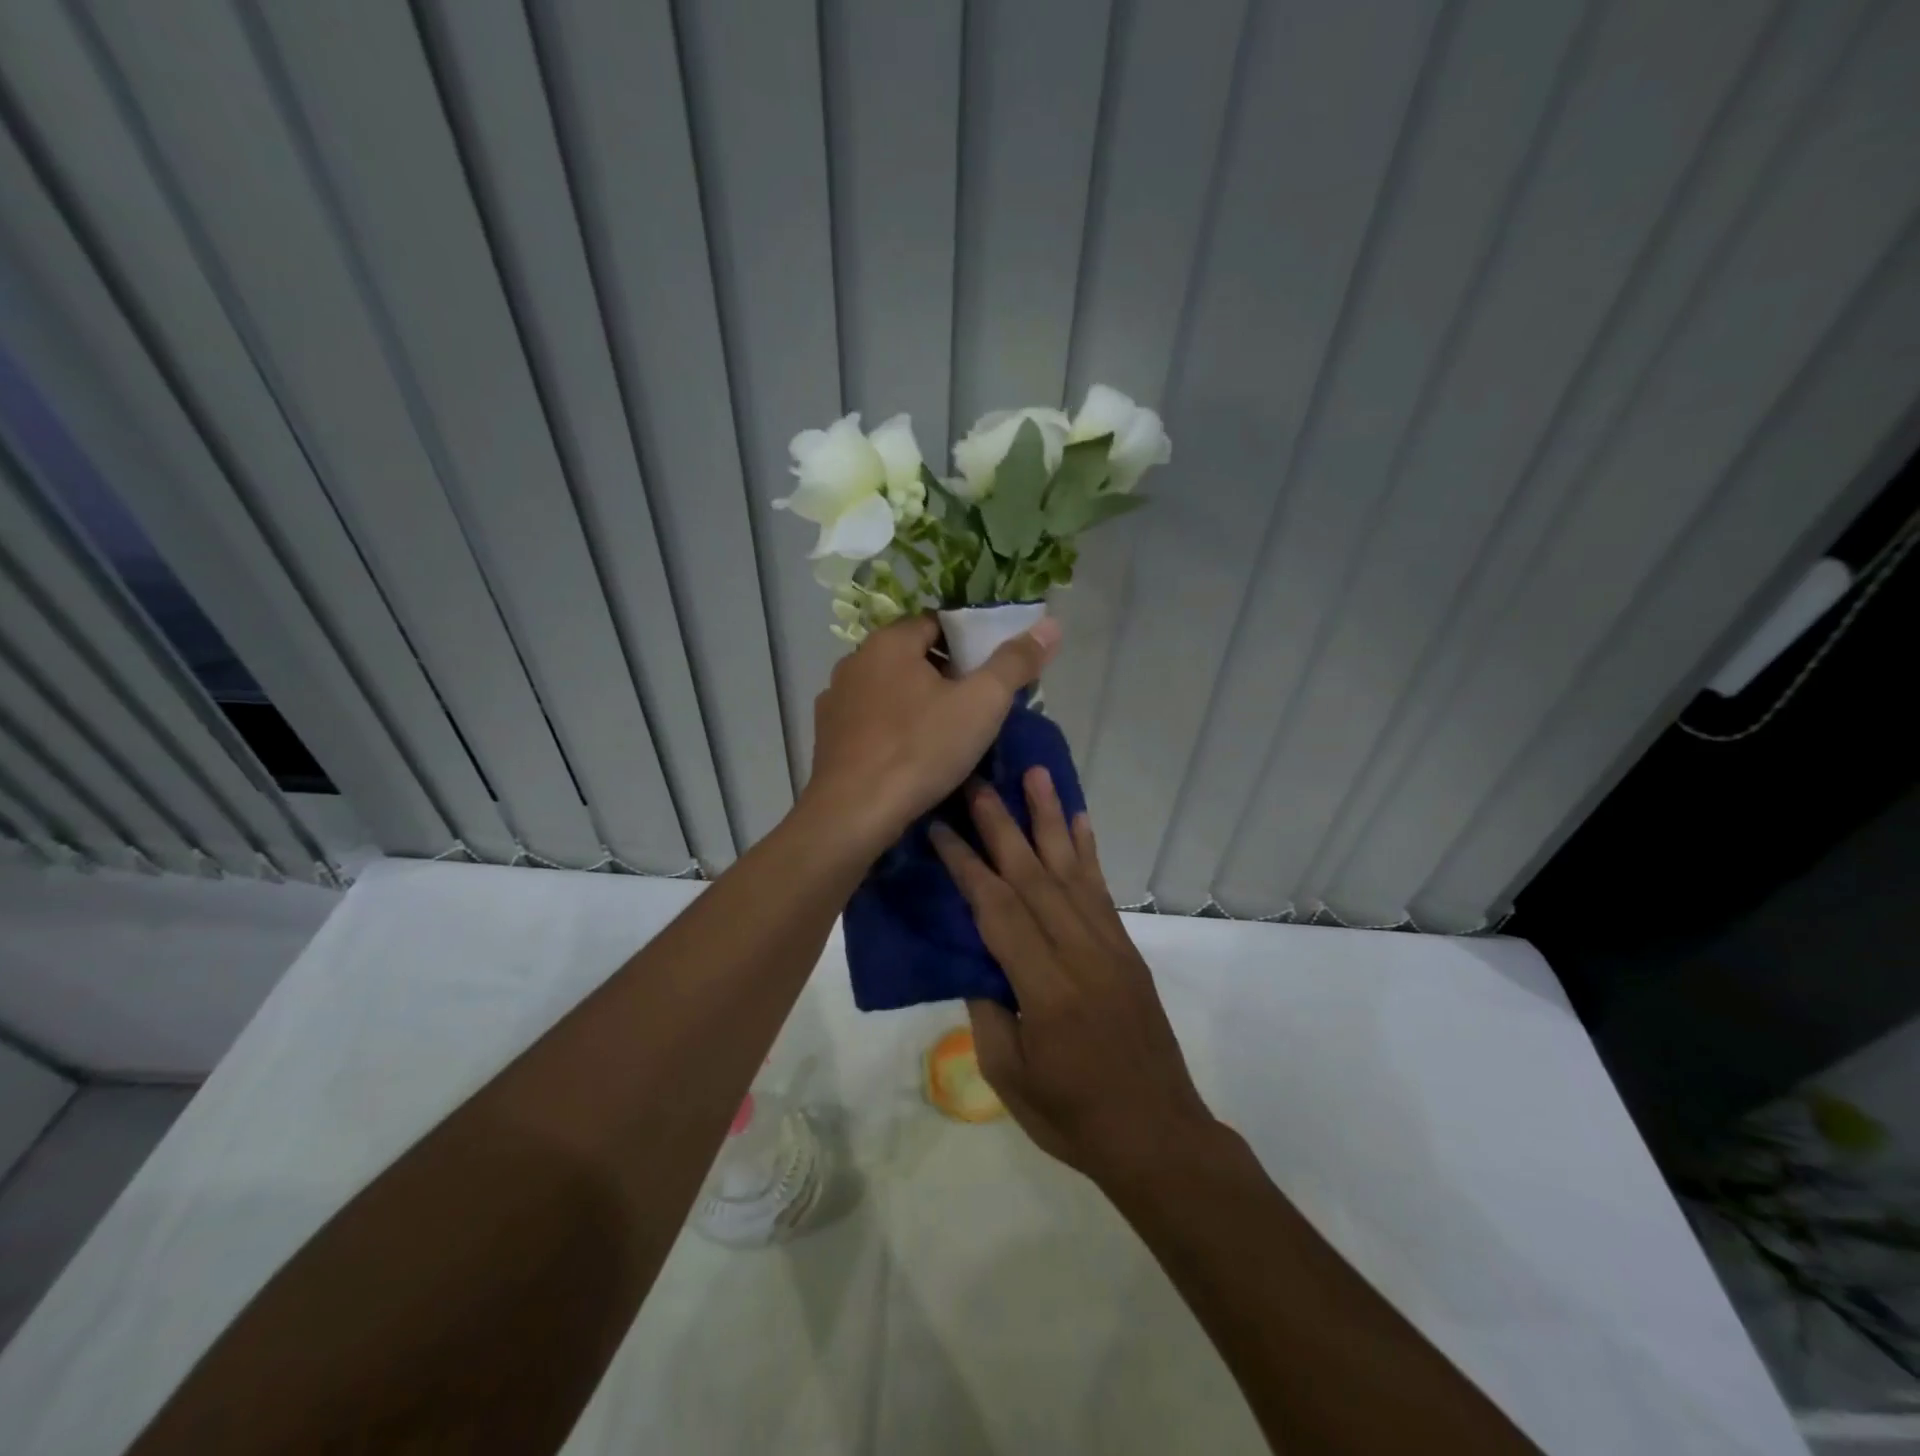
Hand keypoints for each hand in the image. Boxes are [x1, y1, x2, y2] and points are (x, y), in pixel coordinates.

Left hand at [802, 613, 1059, 855]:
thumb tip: (1050, 625)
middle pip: (912, 655)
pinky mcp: (826, 734)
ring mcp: (835, 699)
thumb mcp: (982, 704)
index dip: (969, 643)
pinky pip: (869, 718)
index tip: (990, 672)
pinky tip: (908, 753)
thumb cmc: (921, 749)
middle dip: (945, 673)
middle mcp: (855, 661)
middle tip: (975, 705)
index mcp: (889, 642)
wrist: (853, 813)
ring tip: (945, 732)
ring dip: (916, 700)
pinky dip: (891, 726)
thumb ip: (1015, 662)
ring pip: (889, 688)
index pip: (937, 623)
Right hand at [929, 767, 1221, 1188]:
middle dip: (1002, 824)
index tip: (941, 827)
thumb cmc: (1075, 1117)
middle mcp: (1081, 953)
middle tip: (978, 781)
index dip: (966, 865)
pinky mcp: (1126, 949)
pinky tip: (1079, 820)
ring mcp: (1110, 946)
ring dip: (1050, 818)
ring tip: (1035, 774)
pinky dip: (1088, 850)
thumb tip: (976, 958)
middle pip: (1034, 875)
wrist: (1159, 1136)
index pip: (998, 910)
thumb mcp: (1011, 1077)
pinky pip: (1101, 889)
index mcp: (1047, 988)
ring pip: (1071, 869)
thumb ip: (989, 1010)